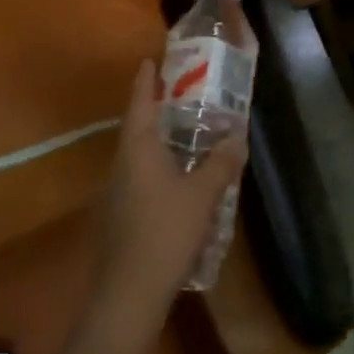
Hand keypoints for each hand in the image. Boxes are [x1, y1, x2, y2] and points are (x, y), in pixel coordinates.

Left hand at [95, 61, 247, 335]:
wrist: (129, 293)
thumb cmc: (166, 232)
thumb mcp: (203, 195)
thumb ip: (221, 163)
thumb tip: (236, 135)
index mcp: (138, 148)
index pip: (140, 102)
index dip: (146, 80)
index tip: (151, 60)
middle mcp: (122, 162)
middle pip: (137, 126)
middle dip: (156, 108)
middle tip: (181, 94)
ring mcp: (117, 190)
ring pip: (138, 154)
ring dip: (158, 140)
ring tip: (185, 134)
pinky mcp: (119, 214)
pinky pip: (140, 177)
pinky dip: (158, 167)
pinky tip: (178, 181)